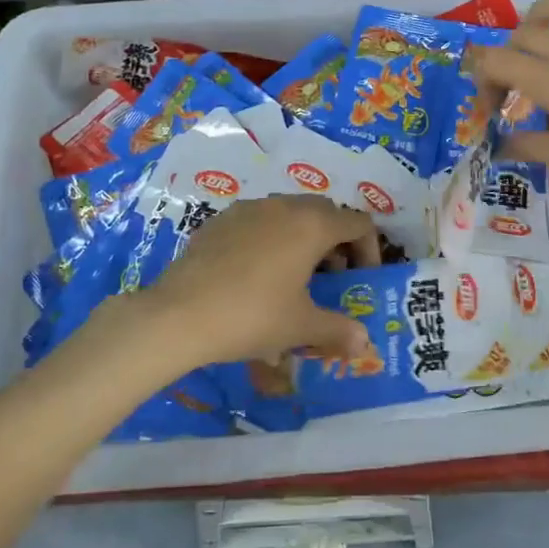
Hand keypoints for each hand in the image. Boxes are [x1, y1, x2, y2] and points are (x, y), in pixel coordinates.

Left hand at [121, 195, 381, 375]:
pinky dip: (270, 238)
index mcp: (312, 225)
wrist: (179, 314)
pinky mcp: (220, 220)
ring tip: (294, 276)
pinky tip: (256, 274)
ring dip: (303, 237)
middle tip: (332, 276)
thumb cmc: (252, 316)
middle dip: (336, 240)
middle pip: (324, 212)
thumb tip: (363, 341)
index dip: (369, 249)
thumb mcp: (300, 326)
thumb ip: (337, 329)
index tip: (363, 278)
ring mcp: (248, 209)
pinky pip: (258, 221)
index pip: (358, 223)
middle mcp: (283, 206)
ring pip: (289, 212)